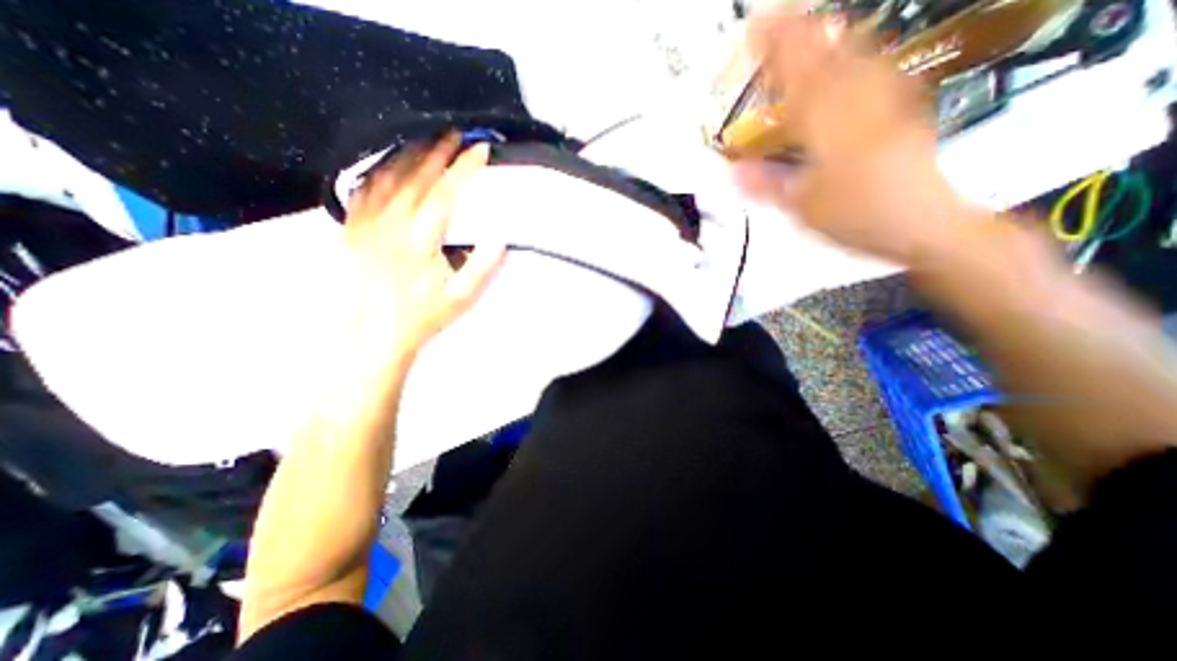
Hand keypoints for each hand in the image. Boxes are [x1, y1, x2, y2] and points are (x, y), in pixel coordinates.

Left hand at [341, 134, 504, 360]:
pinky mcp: (351, 230)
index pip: (446, 192)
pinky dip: (377, 171)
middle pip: (417, 176)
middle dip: (439, 151)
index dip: (465, 168)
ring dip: (409, 154)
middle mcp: (391, 224)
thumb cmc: (422, 318)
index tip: (481, 149)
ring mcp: (367, 224)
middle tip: (455, 133)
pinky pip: (362, 190)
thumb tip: (499, 238)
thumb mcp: (461, 298)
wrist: (373, 336)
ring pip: (388, 177)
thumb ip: (482, 267)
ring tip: (425, 138)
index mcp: (421, 239)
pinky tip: (386, 164)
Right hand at [732, 11, 975, 261]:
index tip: (756, 25)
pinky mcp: (904, 106)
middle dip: (800, 32)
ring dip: (827, 37)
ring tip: (807, 27)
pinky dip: (856, 55)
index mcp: (829, 126)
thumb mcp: (802, 208)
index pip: (797, 75)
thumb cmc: (858, 216)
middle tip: (776, 19)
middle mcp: (860, 101)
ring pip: (855, 54)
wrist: (924, 223)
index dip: (776, 47)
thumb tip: (734, 170)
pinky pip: (876, 68)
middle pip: (828, 54)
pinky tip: (849, 54)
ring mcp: (887, 98)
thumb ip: (767, 184)